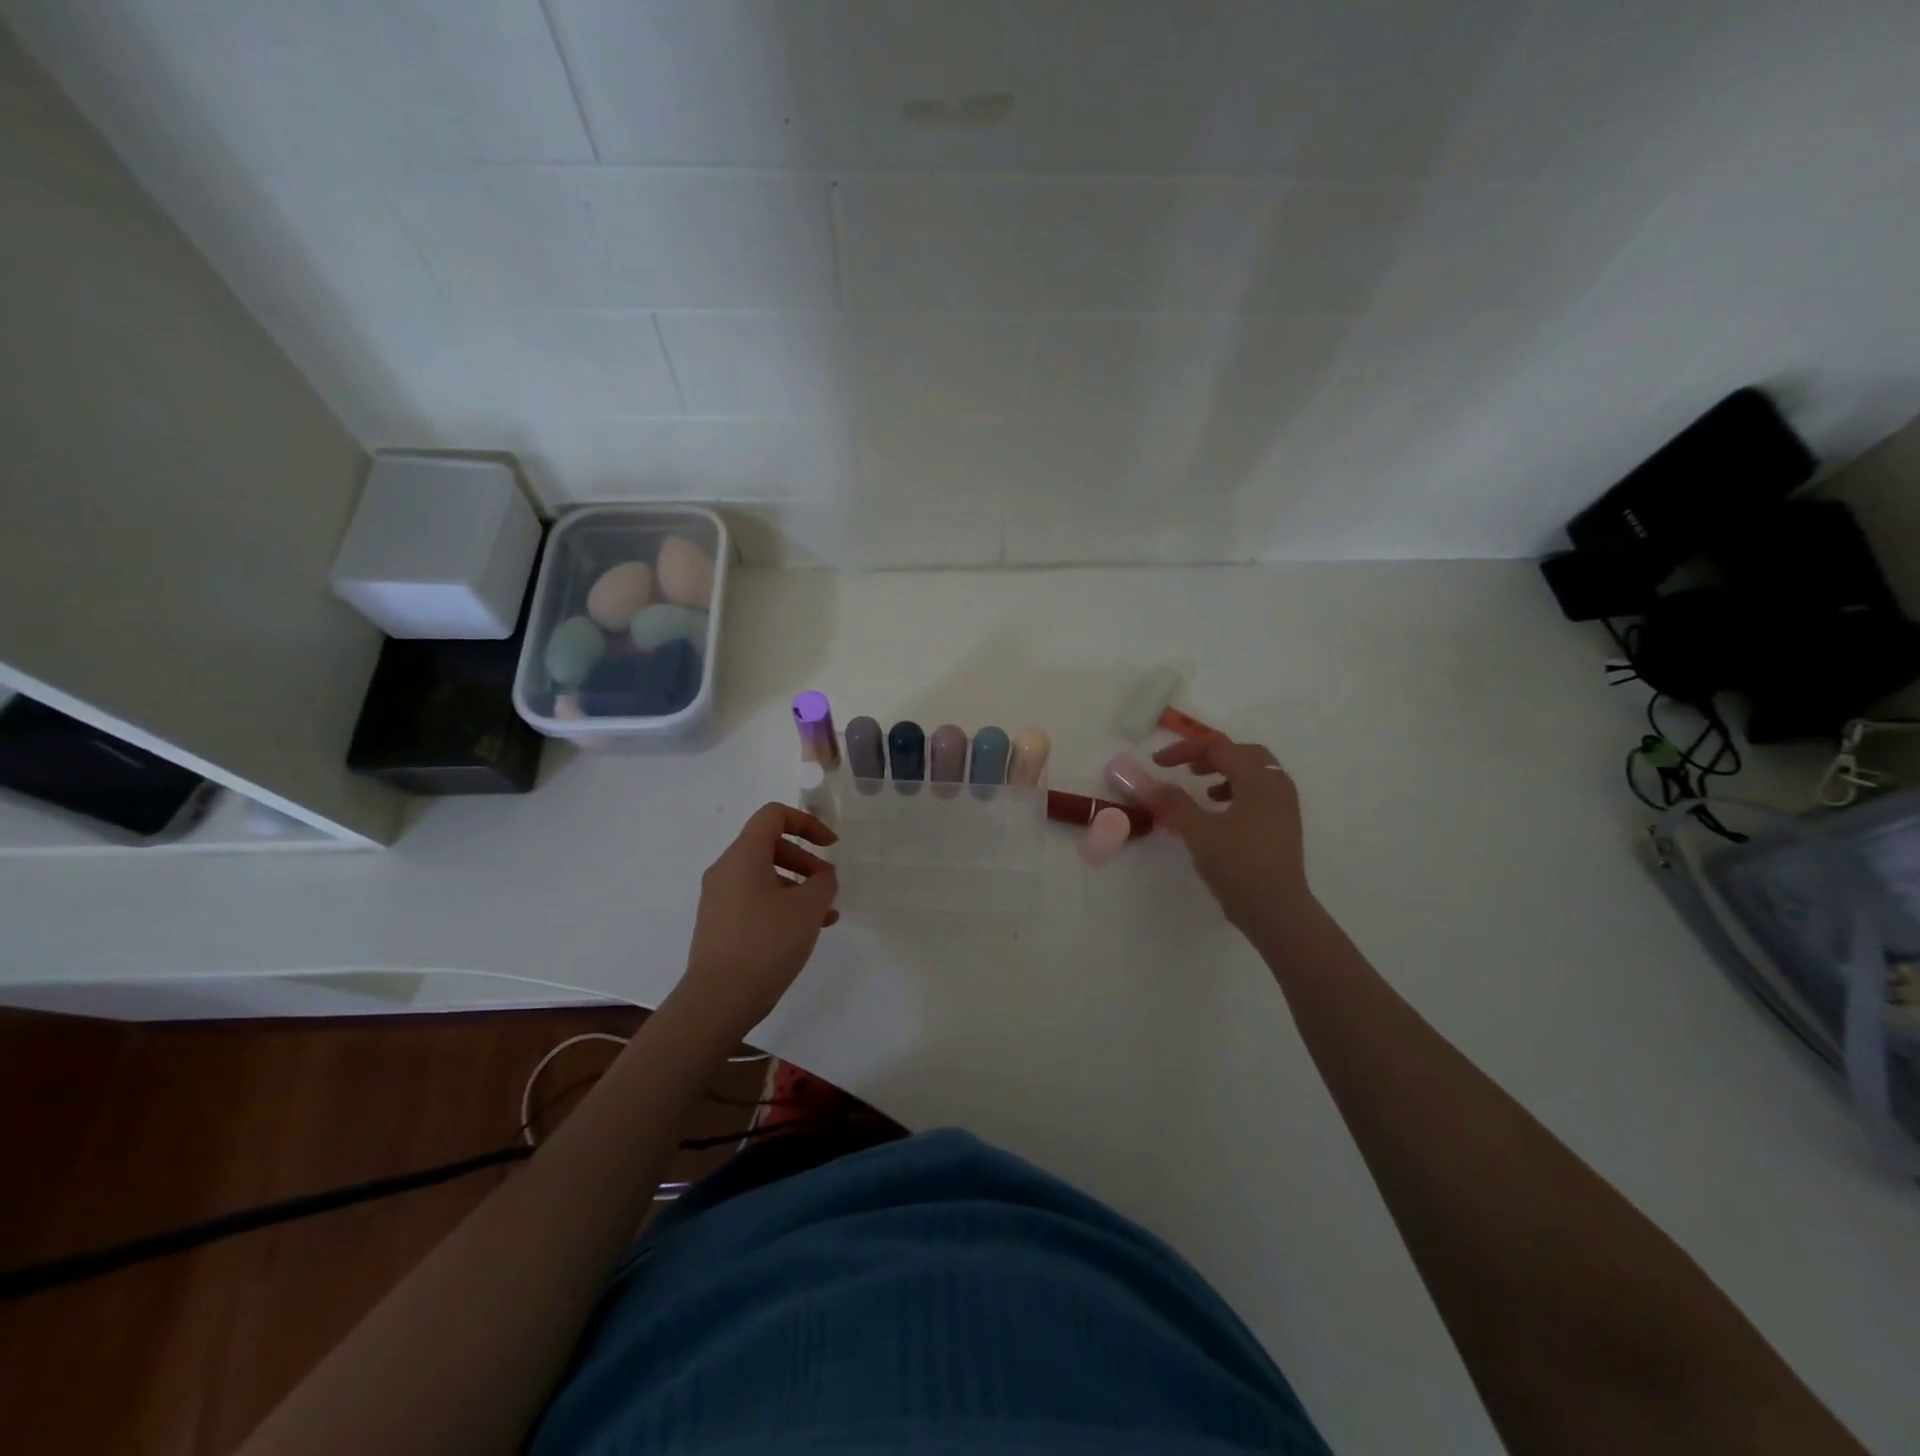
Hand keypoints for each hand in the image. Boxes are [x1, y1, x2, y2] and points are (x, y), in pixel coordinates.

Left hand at [678, 803, 839, 1036]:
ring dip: (797, 886)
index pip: (774, 816)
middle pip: (770, 845)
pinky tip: (805, 930)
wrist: (719, 1000)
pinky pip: (755, 899)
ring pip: (764, 876)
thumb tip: (821, 877)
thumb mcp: (808, 908)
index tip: (831, 845)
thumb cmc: (766, 943)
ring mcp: (719, 898)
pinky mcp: (720, 924)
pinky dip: (782, 904)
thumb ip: (823, 882)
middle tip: (828, 884)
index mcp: (743, 856)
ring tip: (825, 914)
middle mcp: (726, 870)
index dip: (807, 822)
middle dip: (805, 859)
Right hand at [1138, 737, 1311, 930]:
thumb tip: (1149, 784)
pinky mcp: (1284, 824)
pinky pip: (1261, 793)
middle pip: (1243, 753)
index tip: (1157, 764)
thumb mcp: (1197, 831)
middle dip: (1210, 756)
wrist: (1276, 909)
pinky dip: (1238, 792)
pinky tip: (1220, 813)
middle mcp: (1276, 785)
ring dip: (1226, 773)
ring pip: (1255, 773)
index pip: (1218, 747)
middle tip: (1186, 768)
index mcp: (1257, 779)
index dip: (1184, 750)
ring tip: (1202, 790)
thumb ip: (1173, 802)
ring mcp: (1285, 806)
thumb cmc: (1237, 865)